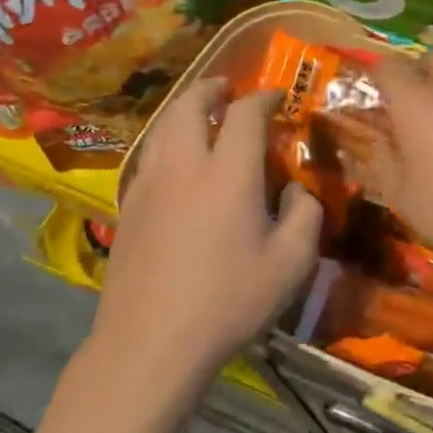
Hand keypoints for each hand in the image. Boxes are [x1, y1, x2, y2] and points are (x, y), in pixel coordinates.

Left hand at [92, 82, 321, 381]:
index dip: (264, 97)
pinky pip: (149, 156)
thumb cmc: (228, 301)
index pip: (245, 114)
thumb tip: (296, 191)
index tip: (278, 97)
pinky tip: (176, 162)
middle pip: (190, 106)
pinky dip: (166, 141)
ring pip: (162, 127)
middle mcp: (184, 166)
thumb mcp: (291, 263)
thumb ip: (304, 215)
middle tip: (227, 89)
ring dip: (184, 111)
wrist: (151, 343)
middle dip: (211, 89)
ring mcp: (149, 185)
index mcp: (228, 173)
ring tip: (200, 115)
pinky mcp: (128, 208)